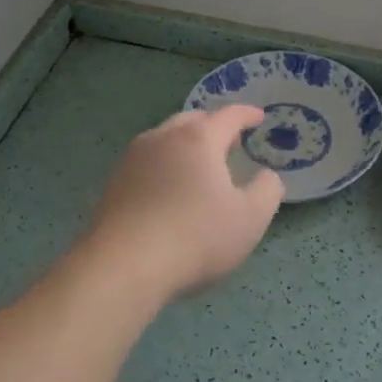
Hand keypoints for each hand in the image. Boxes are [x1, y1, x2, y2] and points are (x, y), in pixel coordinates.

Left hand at [80, 106, 284, 302]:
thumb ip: (267, 191)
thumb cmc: (195, 237)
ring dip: (185, 145)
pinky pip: (146, 162)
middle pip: (192, 121)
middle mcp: (163, 138)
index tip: (258, 117)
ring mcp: (133, 158)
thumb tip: (267, 176)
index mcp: (199, 139)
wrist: (122, 267)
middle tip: (229, 143)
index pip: (229, 115)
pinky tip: (168, 190)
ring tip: (199, 166)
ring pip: (165, 139)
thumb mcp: (250, 219)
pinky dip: (164, 166)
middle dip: (213, 126)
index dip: (247, 114)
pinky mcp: (113, 183)